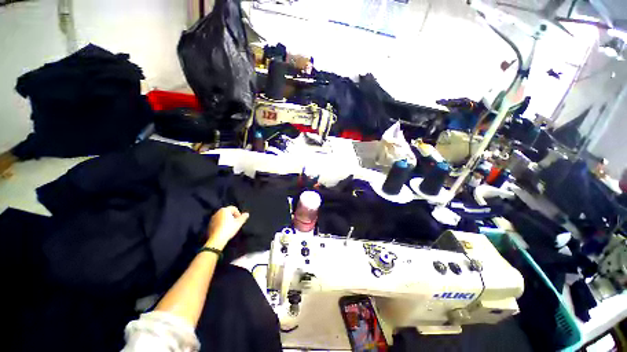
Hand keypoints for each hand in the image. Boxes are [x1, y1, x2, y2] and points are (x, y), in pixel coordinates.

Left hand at [205, 206, 248, 249]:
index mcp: (225, 210)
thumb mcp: (239, 223)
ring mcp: (212, 219)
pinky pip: (218, 222)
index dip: (238, 213)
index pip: (233, 208)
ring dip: (226, 220)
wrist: (217, 239)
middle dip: (232, 216)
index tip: (240, 220)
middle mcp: (218, 212)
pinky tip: (224, 230)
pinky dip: (221, 224)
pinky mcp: (209, 225)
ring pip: (222, 217)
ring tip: (230, 226)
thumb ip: (243, 217)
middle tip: (235, 223)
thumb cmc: (229, 229)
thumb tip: (247, 214)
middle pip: (227, 212)